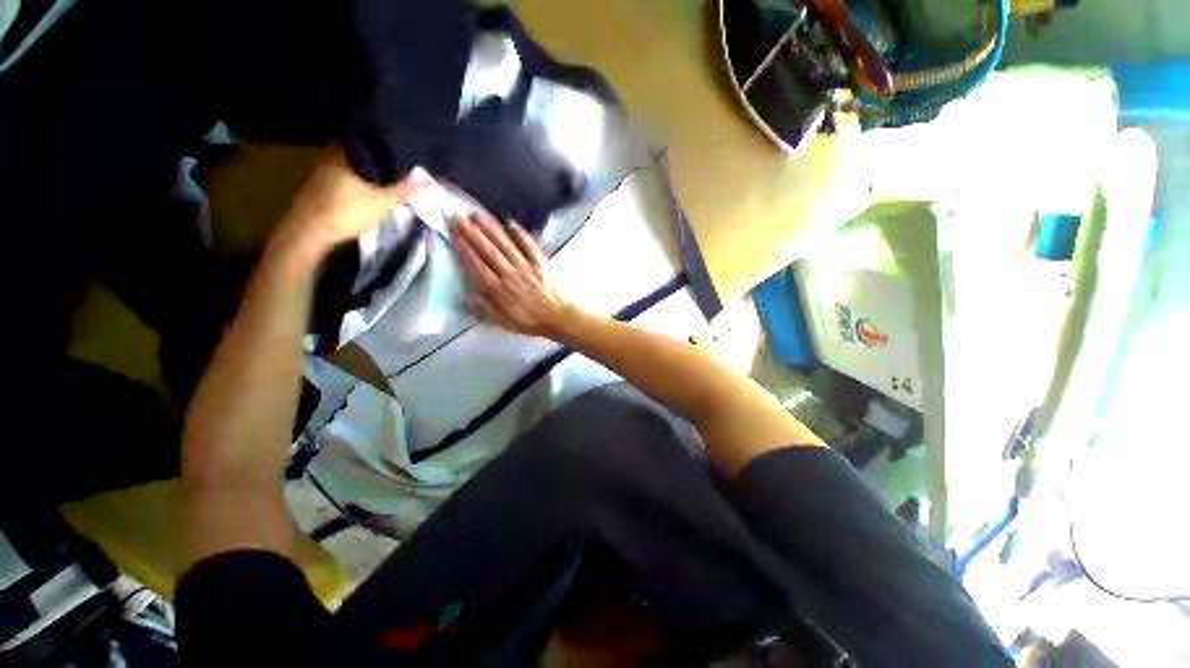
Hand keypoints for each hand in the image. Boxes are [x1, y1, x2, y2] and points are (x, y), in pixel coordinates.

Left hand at [278, 146, 429, 253]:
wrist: (310, 230)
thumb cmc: (347, 212)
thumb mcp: (382, 203)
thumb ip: (403, 190)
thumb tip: (428, 182)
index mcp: (347, 152)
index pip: (371, 140)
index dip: (388, 145)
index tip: (403, 151)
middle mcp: (332, 152)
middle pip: (360, 150)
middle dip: (377, 157)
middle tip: (396, 165)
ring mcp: (322, 165)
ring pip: (350, 160)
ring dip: (365, 166)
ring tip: (385, 175)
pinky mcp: (318, 179)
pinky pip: (342, 169)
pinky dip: (354, 174)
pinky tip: (364, 184)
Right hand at [451, 213, 572, 337]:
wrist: (559, 318)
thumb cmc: (530, 321)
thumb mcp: (504, 322)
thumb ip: (484, 309)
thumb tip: (465, 297)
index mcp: (499, 290)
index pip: (477, 265)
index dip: (464, 248)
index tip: (454, 234)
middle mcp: (510, 274)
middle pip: (488, 251)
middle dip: (472, 233)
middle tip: (458, 217)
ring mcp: (526, 267)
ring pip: (505, 245)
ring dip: (491, 229)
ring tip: (478, 215)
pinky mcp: (541, 263)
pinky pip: (529, 245)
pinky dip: (520, 233)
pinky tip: (510, 222)